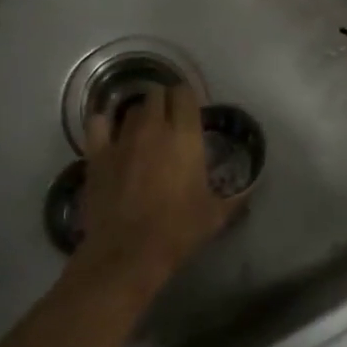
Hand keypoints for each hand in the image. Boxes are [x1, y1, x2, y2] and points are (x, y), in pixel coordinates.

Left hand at [77, 82, 234, 286]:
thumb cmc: (178, 231)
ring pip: (130, 110)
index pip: (184, 93)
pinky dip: (104, 123)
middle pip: (156, 94)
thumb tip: (251, 189)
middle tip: (169, 121)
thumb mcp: (216, 215)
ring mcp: (121, 139)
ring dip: (139, 115)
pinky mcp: (96, 154)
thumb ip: (236, 197)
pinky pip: (97, 123)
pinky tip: (109, 134)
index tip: (191, 112)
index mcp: (185, 136)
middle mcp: (153, 128)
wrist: (129, 252)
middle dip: (163, 103)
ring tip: (143, 132)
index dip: (187, 98)